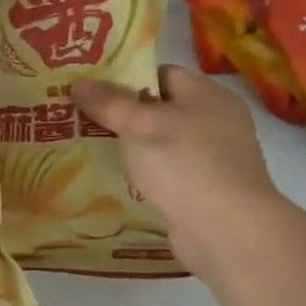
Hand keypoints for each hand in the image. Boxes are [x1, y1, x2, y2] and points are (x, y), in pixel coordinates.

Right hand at [71, 65, 289, 277]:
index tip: (91, 87)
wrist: (228, 232)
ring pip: (161, 142)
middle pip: (160, 108)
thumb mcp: (139, 126)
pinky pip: (167, 171)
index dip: (125, 77)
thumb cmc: (185, 164)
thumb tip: (77, 82)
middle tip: (82, 116)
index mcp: (207, 95)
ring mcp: (213, 158)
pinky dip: (144, 173)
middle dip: (122, 113)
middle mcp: (216, 121)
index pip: (161, 74)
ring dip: (131, 146)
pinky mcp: (205, 190)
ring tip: (89, 146)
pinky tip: (116, 178)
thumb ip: (108, 103)